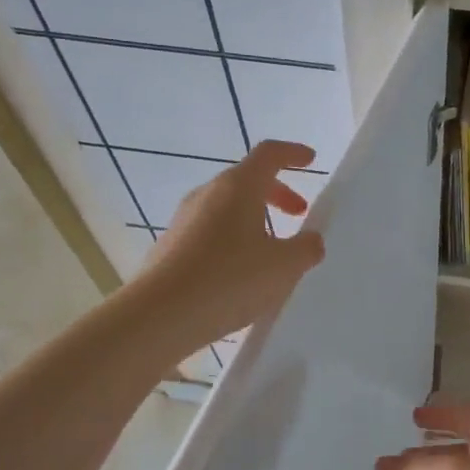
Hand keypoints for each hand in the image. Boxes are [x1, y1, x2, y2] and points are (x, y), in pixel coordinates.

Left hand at [138, 140, 325, 351]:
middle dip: (277, 193)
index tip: (310, 160)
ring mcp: (184, 219)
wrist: (159, 316)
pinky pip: (211, 231)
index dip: (293, 154)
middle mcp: (208, 194)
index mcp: (238, 187)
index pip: (269, 154)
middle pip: (247, 180)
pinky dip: (234, 239)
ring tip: (272, 249)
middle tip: (298, 214)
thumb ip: (306, 248)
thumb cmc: (229, 279)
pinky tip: (242, 272)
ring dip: (255, 218)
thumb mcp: (284, 266)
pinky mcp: (171, 246)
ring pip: (227, 207)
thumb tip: (310, 240)